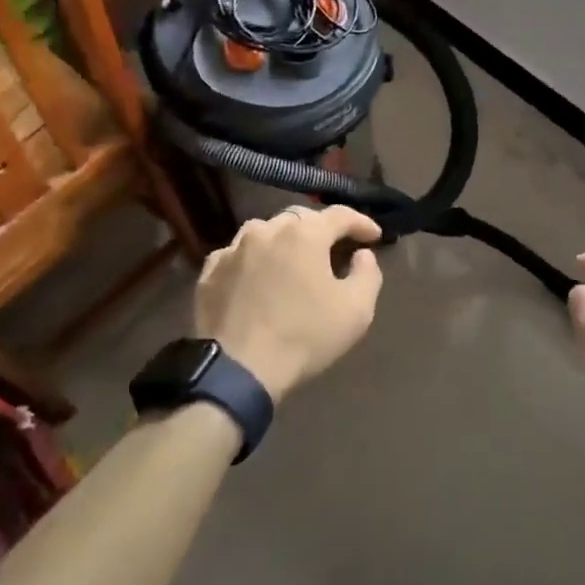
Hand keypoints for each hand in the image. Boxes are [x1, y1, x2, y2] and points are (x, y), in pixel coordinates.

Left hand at [194, 206, 384, 399]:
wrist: (238, 368)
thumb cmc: (304, 336)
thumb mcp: (357, 310)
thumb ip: (368, 274)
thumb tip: (362, 255)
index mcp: (304, 234)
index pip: (340, 215)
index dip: (361, 223)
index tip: (374, 236)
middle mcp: (266, 230)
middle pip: (300, 218)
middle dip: (321, 229)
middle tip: (334, 248)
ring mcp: (233, 249)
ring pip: (264, 230)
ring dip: (284, 239)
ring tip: (293, 259)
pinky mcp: (210, 272)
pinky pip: (237, 254)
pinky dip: (253, 258)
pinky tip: (257, 276)